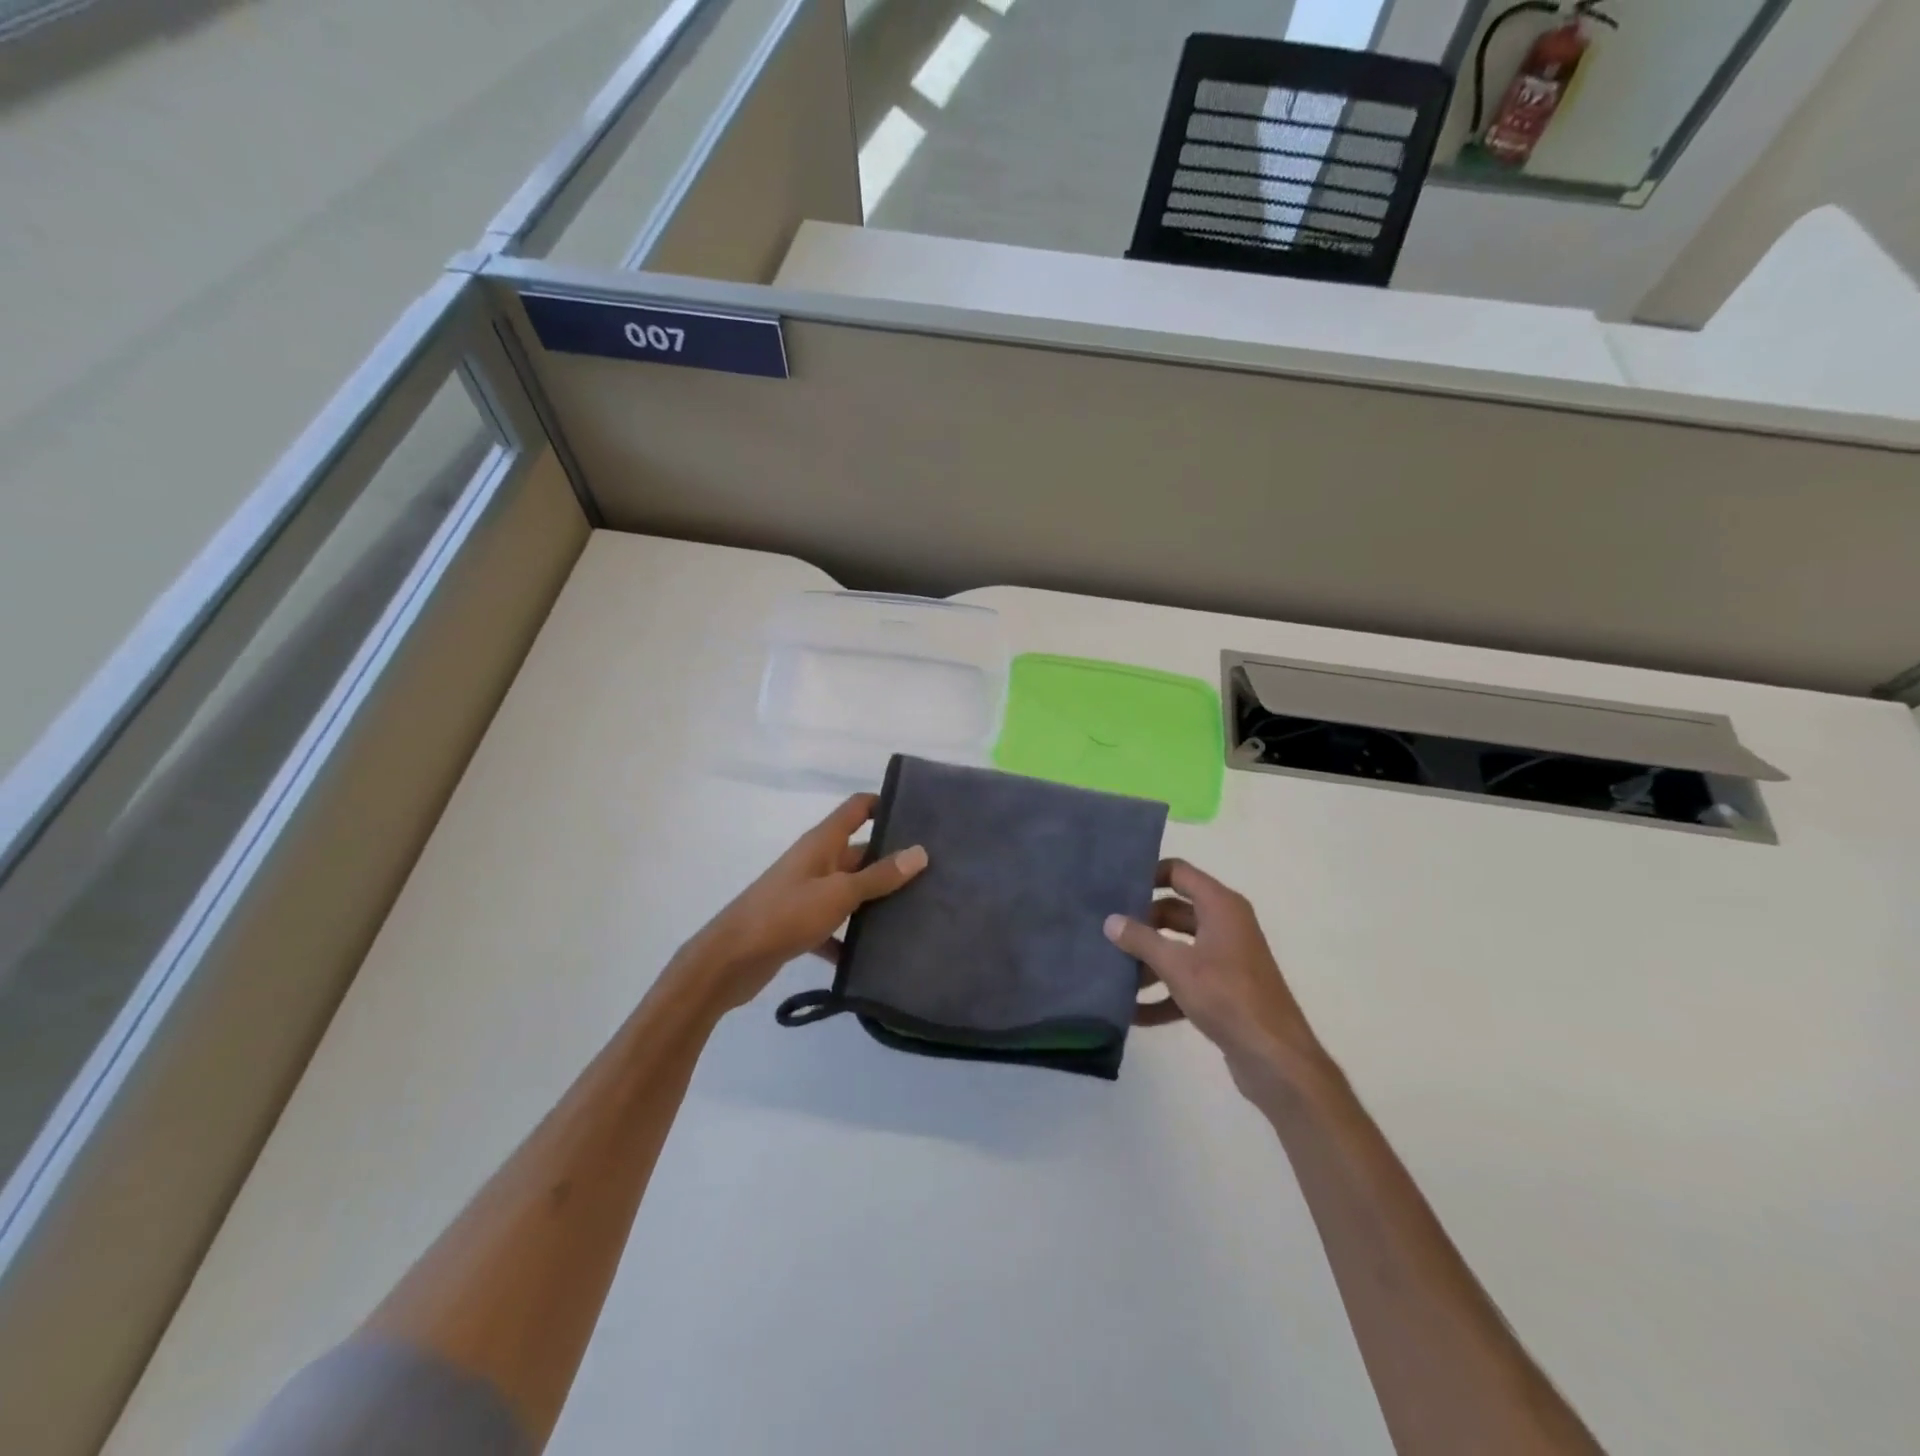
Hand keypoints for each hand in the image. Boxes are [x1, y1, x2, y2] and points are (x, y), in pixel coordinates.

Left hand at [676, 793, 927, 1013]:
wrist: (730, 960)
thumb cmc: (785, 914)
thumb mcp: (838, 893)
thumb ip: (879, 876)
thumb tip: (920, 852)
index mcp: (822, 843)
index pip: (858, 809)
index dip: (885, 805)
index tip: (921, 815)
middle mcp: (816, 862)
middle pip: (860, 852)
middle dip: (892, 861)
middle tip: (935, 874)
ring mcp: (807, 894)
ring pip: (851, 891)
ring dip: (876, 901)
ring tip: (918, 912)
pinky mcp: (801, 926)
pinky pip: (835, 927)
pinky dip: (852, 938)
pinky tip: (878, 956)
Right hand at [1103, 859, 1326, 1099]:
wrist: (1275, 1058)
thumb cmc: (1227, 996)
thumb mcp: (1177, 965)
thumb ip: (1141, 940)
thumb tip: (1110, 921)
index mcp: (1220, 906)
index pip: (1178, 872)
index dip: (1148, 875)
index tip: (1115, 888)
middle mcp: (1225, 925)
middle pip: (1174, 912)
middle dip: (1142, 924)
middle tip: (1106, 933)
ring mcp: (1226, 959)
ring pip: (1178, 948)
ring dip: (1149, 961)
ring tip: (1113, 975)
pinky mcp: (1225, 991)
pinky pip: (1187, 981)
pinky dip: (1163, 993)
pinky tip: (1133, 1013)